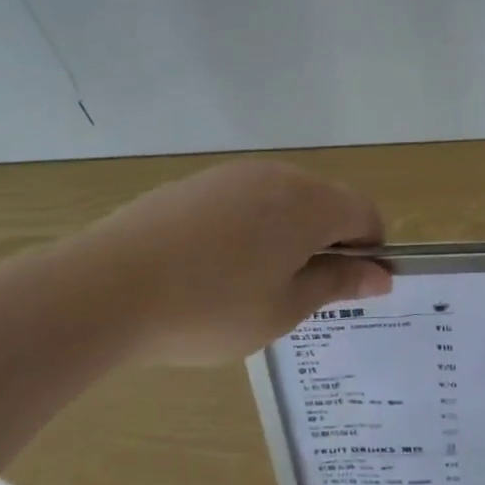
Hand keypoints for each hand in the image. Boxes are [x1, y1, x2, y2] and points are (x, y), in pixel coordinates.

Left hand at [57, 160, 390, 365]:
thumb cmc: (210, 308)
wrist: (104, 289)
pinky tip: (214, 267)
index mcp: (310, 203)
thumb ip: (337, 284)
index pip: (365, 214)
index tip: (350, 288)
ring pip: (283, 200)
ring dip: (288, 235)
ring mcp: (232, 175)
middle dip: (328, 242)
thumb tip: (381, 275)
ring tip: (253, 284)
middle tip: (301, 293)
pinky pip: (244, 201)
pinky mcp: (195, 184)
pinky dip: (249, 228)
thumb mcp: (283, 309)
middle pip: (326, 202)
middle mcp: (278, 176)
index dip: (369, 250)